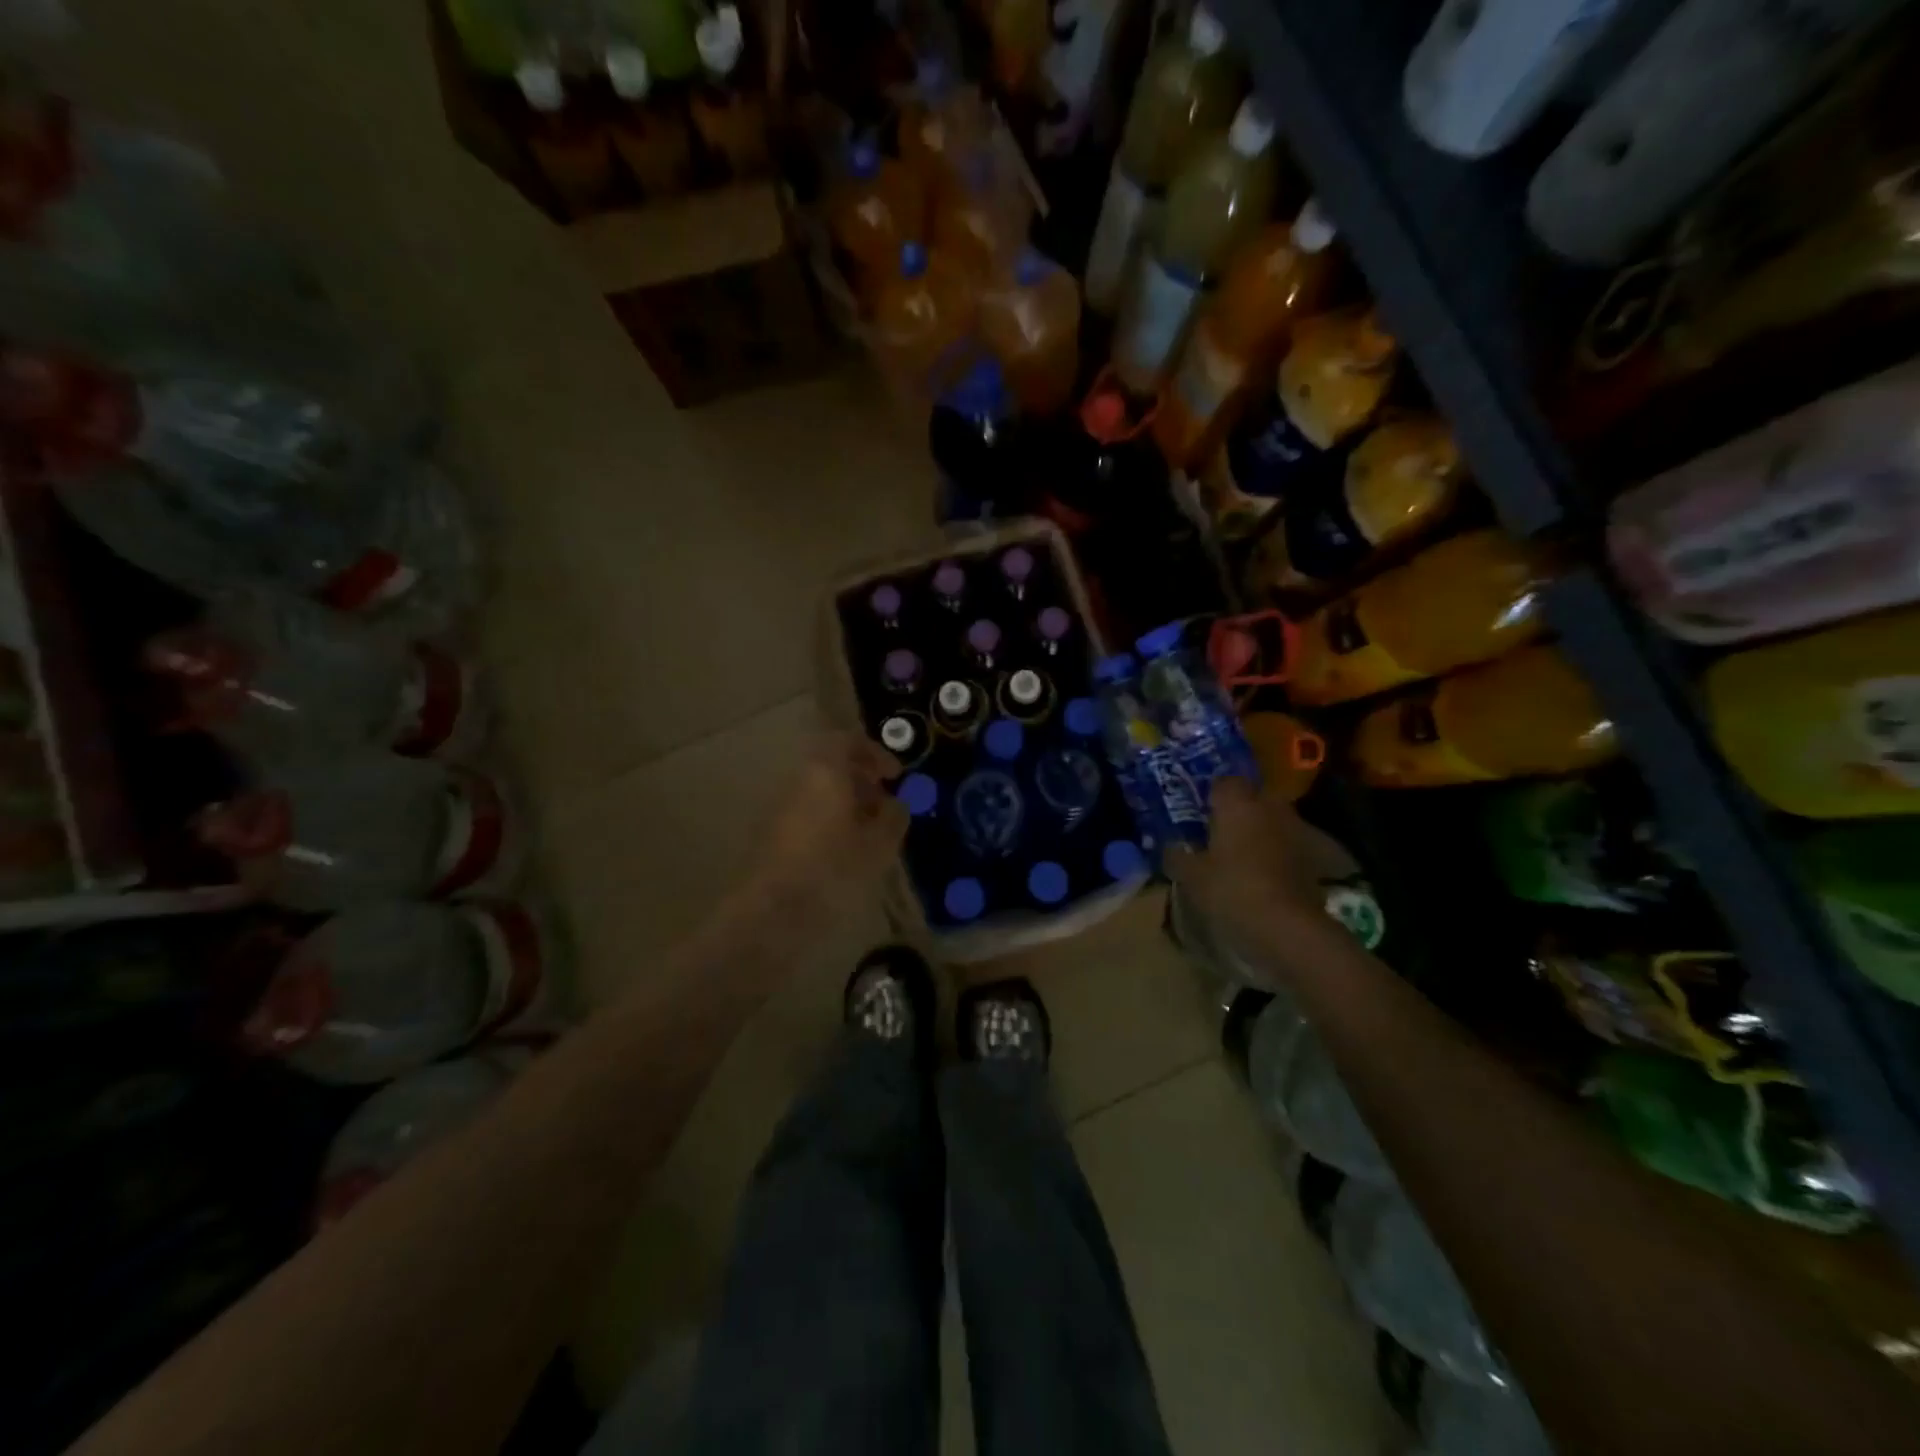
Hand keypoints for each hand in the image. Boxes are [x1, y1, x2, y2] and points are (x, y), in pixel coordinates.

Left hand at [747, 733, 908, 923]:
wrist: (770, 911)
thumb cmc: (832, 868)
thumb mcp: (879, 845)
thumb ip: (893, 817)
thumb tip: (894, 804)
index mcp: (825, 771)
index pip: (848, 741)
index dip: (875, 754)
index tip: (894, 776)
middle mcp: (798, 780)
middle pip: (832, 766)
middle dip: (862, 781)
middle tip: (884, 806)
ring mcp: (780, 807)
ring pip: (819, 792)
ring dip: (846, 804)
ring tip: (868, 835)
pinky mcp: (771, 834)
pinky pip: (807, 814)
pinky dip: (828, 822)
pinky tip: (843, 853)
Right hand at [1166, 777, 1328, 958]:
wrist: (1287, 927)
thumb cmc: (1231, 890)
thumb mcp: (1190, 876)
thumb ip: (1178, 856)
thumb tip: (1172, 847)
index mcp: (1238, 803)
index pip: (1224, 782)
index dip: (1211, 796)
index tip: (1200, 813)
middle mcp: (1271, 808)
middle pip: (1254, 798)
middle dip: (1240, 811)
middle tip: (1220, 833)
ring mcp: (1298, 831)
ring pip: (1274, 821)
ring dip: (1262, 832)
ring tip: (1243, 856)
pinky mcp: (1316, 858)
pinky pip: (1290, 847)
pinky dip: (1279, 855)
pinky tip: (1265, 876)